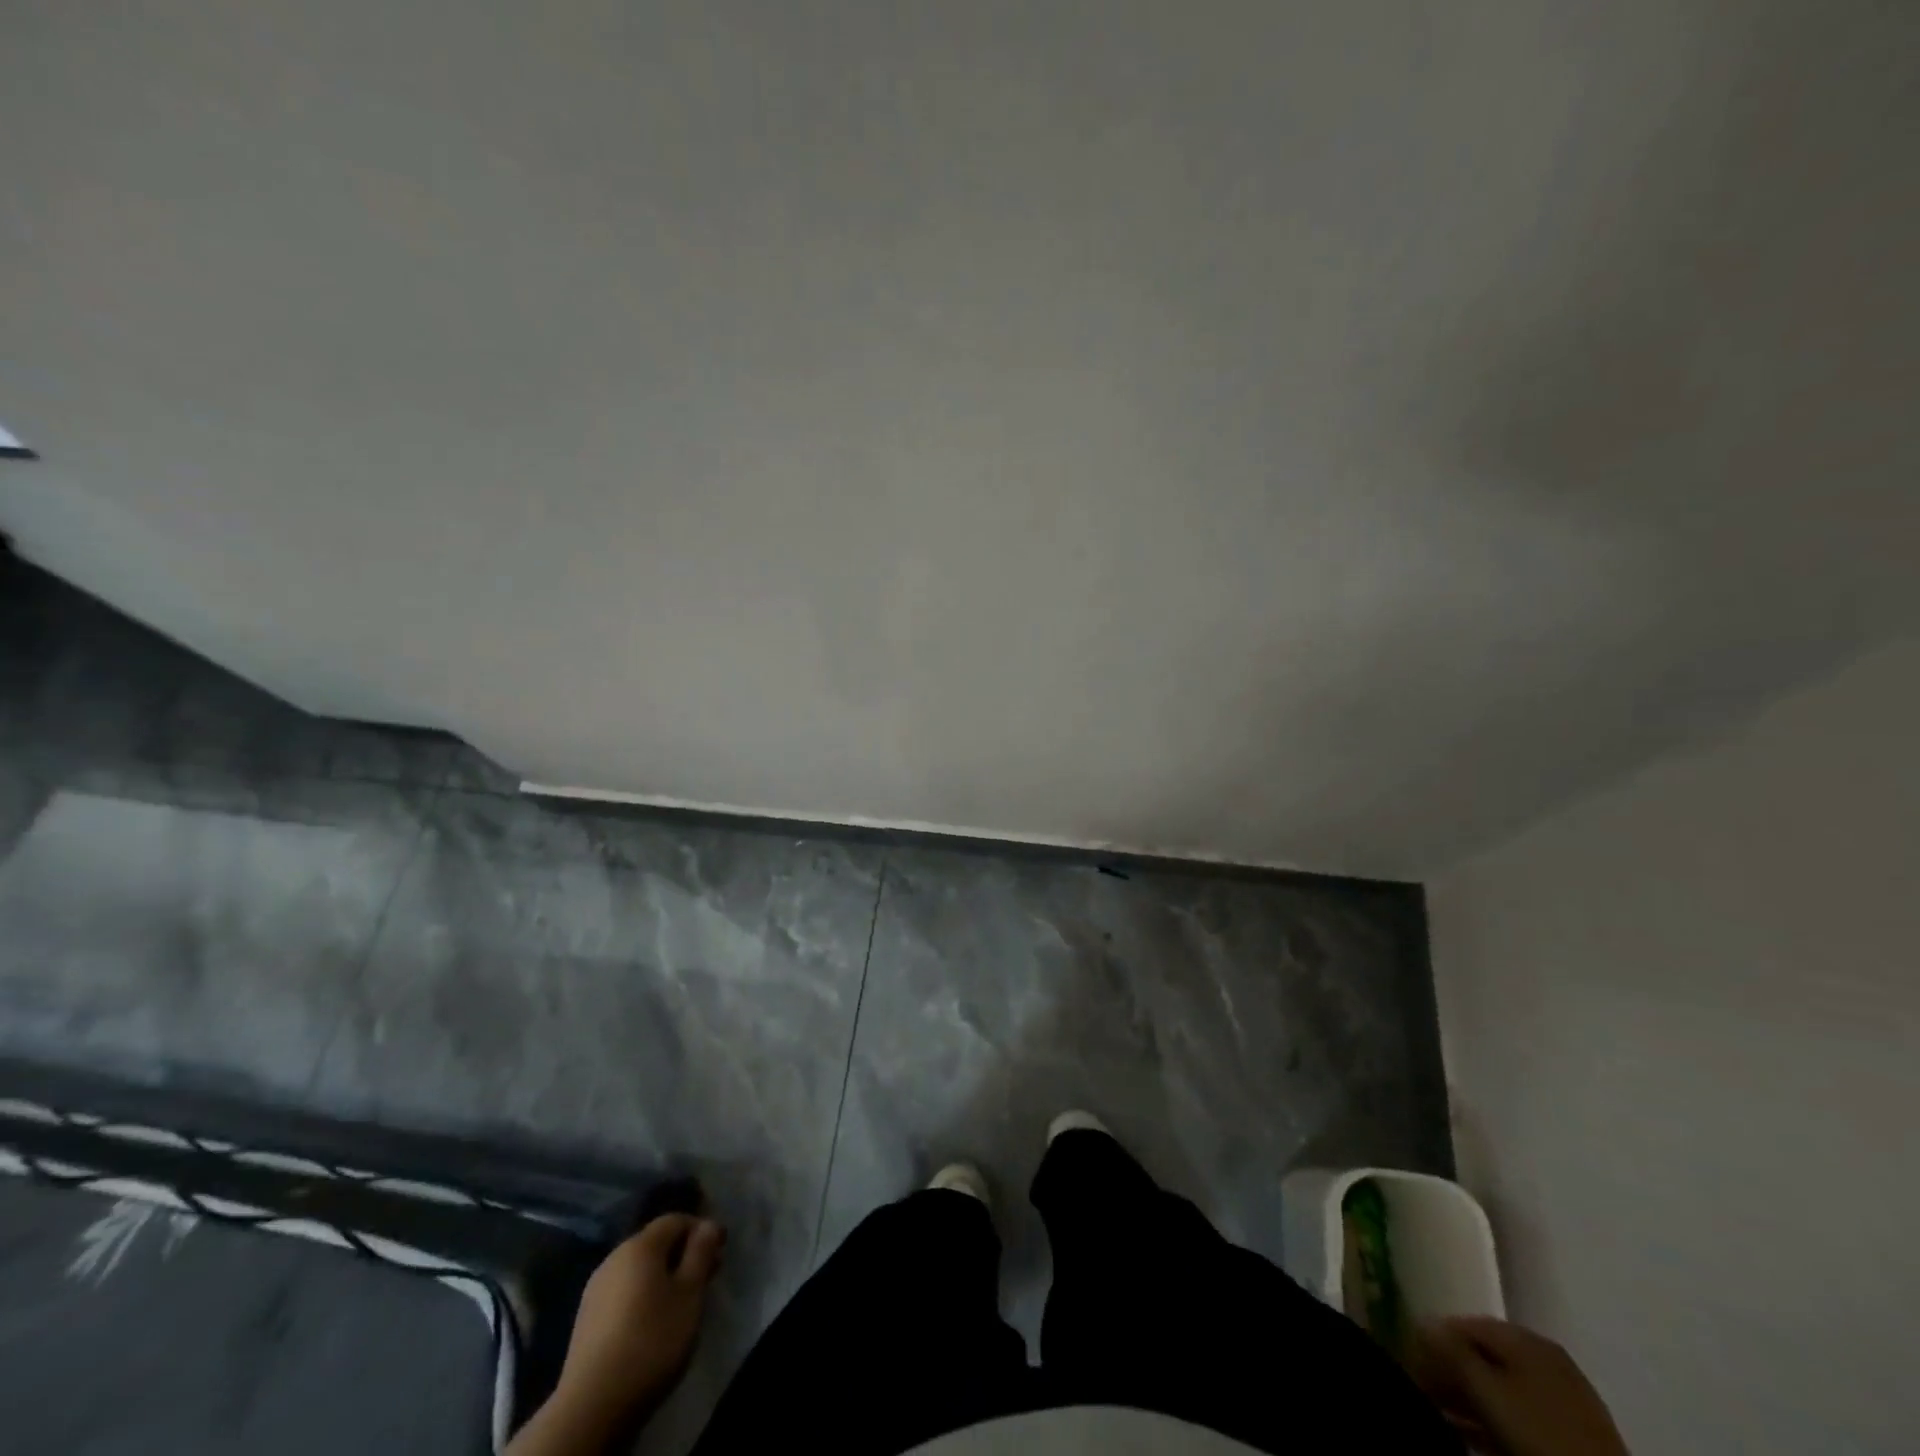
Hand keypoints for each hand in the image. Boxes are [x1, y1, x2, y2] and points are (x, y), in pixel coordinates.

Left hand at [509, 1215, 725, 1455]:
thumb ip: (701, 1253)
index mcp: (640, 1245)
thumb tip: (708, 1224)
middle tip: (706, 1277)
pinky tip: (652, 1321)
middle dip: (683, 1253)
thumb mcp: (690, 1294)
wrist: (591, 1406)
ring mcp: (595, 1289)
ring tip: (682, 1302)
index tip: (720, 1250)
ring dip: (663, 1275)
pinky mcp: (586, 1319)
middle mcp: (614, 1258)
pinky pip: (623, 1291)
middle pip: (655, 1243)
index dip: (701, 1229)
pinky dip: (643, 1295)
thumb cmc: (651, 1340)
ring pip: (638, 1269)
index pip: (675, 1220)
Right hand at [1411, 1317, 1626, 1455]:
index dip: (1432, 1340)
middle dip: (1449, 1370)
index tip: (1409, 1361)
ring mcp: (1563, 1396)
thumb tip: (1421, 1321)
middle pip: (1483, 1354)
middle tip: (1423, 1388)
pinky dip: (1492, 1417)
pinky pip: (1519, 1412)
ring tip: (1440, 1412)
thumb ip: (1452, 1352)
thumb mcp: (1488, 1391)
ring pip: (1500, 1386)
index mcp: (1526, 1338)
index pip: (1464, 1324)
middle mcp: (1545, 1357)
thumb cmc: (1540, 1435)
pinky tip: (1471, 1431)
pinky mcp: (1571, 1433)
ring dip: (1467, 1396)